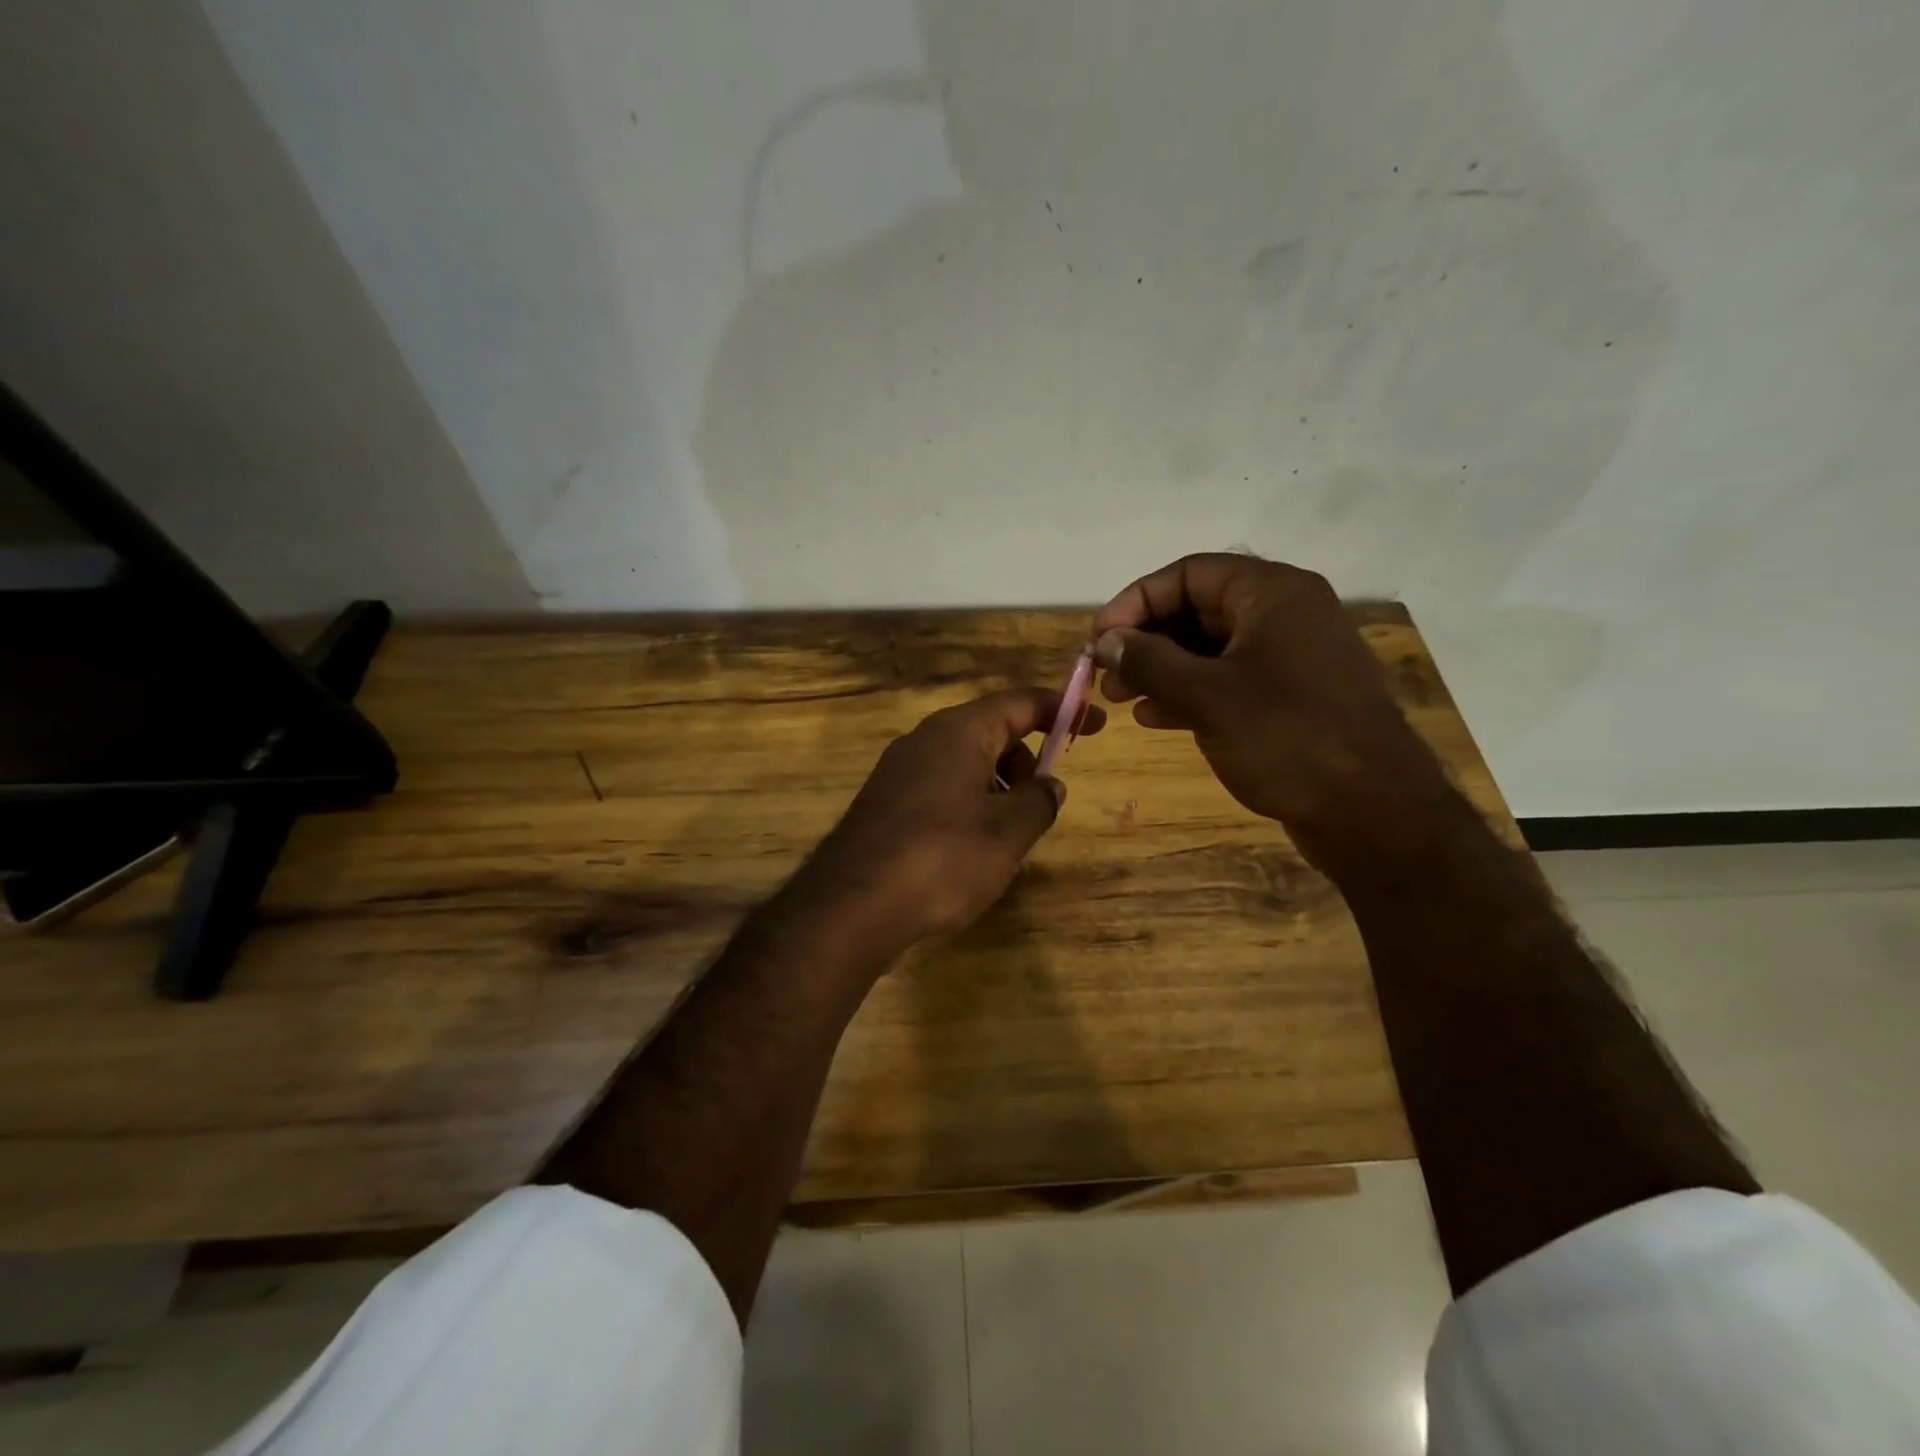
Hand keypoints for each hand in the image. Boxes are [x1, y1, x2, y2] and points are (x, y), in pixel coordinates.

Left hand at [788, 687, 1105, 952]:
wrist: (853, 906)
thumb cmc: (943, 858)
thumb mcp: (1009, 832)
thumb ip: (1039, 801)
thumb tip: (1048, 786)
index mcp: (959, 732)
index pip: (1020, 703)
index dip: (1062, 710)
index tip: (1095, 724)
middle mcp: (925, 739)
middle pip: (991, 732)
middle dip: (1025, 760)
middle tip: (1039, 806)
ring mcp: (898, 770)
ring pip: (964, 763)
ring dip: (997, 788)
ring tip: (1005, 839)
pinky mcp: (884, 802)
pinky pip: (940, 788)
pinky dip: (967, 805)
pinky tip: (968, 851)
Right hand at [1090, 553, 1453, 868]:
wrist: (1373, 812)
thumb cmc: (1287, 738)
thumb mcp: (1207, 696)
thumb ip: (1149, 661)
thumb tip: (1105, 641)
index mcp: (1273, 594)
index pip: (1189, 574)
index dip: (1136, 601)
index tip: (1100, 639)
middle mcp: (1285, 614)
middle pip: (1198, 609)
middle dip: (1146, 640)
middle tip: (1106, 674)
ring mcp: (1290, 658)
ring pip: (1210, 649)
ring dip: (1162, 669)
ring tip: (1121, 699)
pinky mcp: (1291, 697)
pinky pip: (1229, 680)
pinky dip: (1190, 693)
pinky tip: (1155, 717)